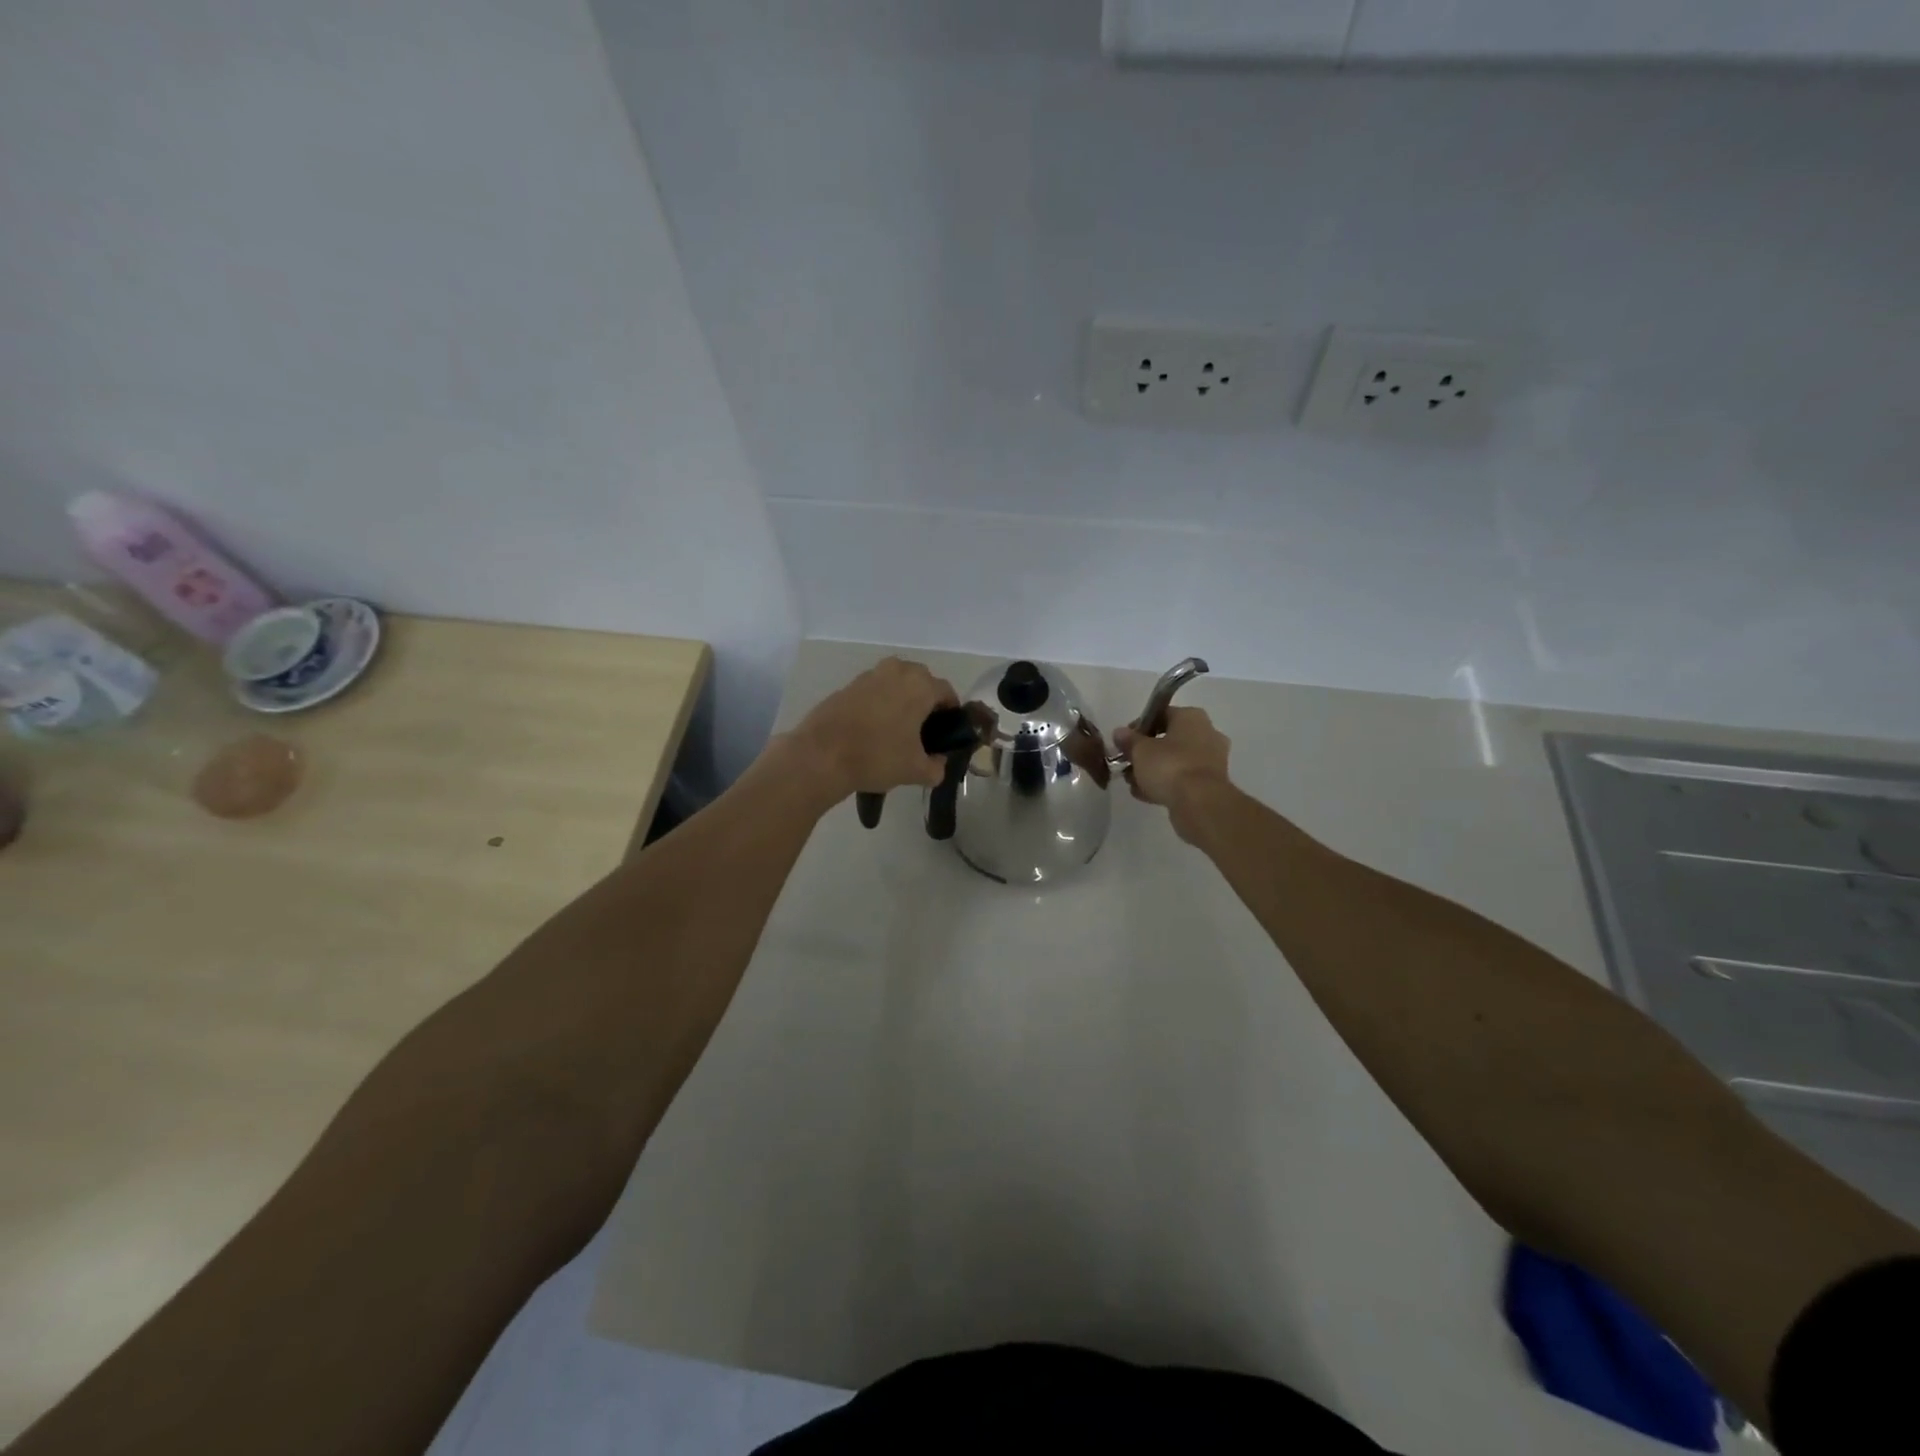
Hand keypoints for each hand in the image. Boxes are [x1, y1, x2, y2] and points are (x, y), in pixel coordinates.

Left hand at [779, 657, 958, 804]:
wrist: (821, 755)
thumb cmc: (877, 757)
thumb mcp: (915, 770)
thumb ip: (936, 768)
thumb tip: (938, 764)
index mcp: (920, 685)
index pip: (947, 693)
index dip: (950, 713)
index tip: (946, 733)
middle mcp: (897, 671)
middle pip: (921, 682)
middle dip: (925, 702)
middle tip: (921, 731)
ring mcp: (869, 675)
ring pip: (895, 683)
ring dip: (900, 700)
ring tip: (895, 730)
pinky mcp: (847, 685)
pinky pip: (874, 691)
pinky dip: (878, 704)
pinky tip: (871, 729)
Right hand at [1113, 706, 1232, 834]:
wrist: (1199, 802)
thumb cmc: (1169, 766)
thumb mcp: (1140, 750)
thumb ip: (1128, 740)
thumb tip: (1120, 732)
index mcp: (1191, 717)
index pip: (1161, 714)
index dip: (1139, 727)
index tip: (1124, 741)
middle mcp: (1207, 733)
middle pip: (1169, 739)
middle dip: (1146, 752)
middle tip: (1128, 763)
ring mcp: (1212, 760)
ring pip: (1175, 761)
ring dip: (1154, 770)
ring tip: (1133, 783)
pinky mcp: (1211, 784)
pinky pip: (1183, 778)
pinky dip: (1166, 784)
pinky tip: (1146, 795)